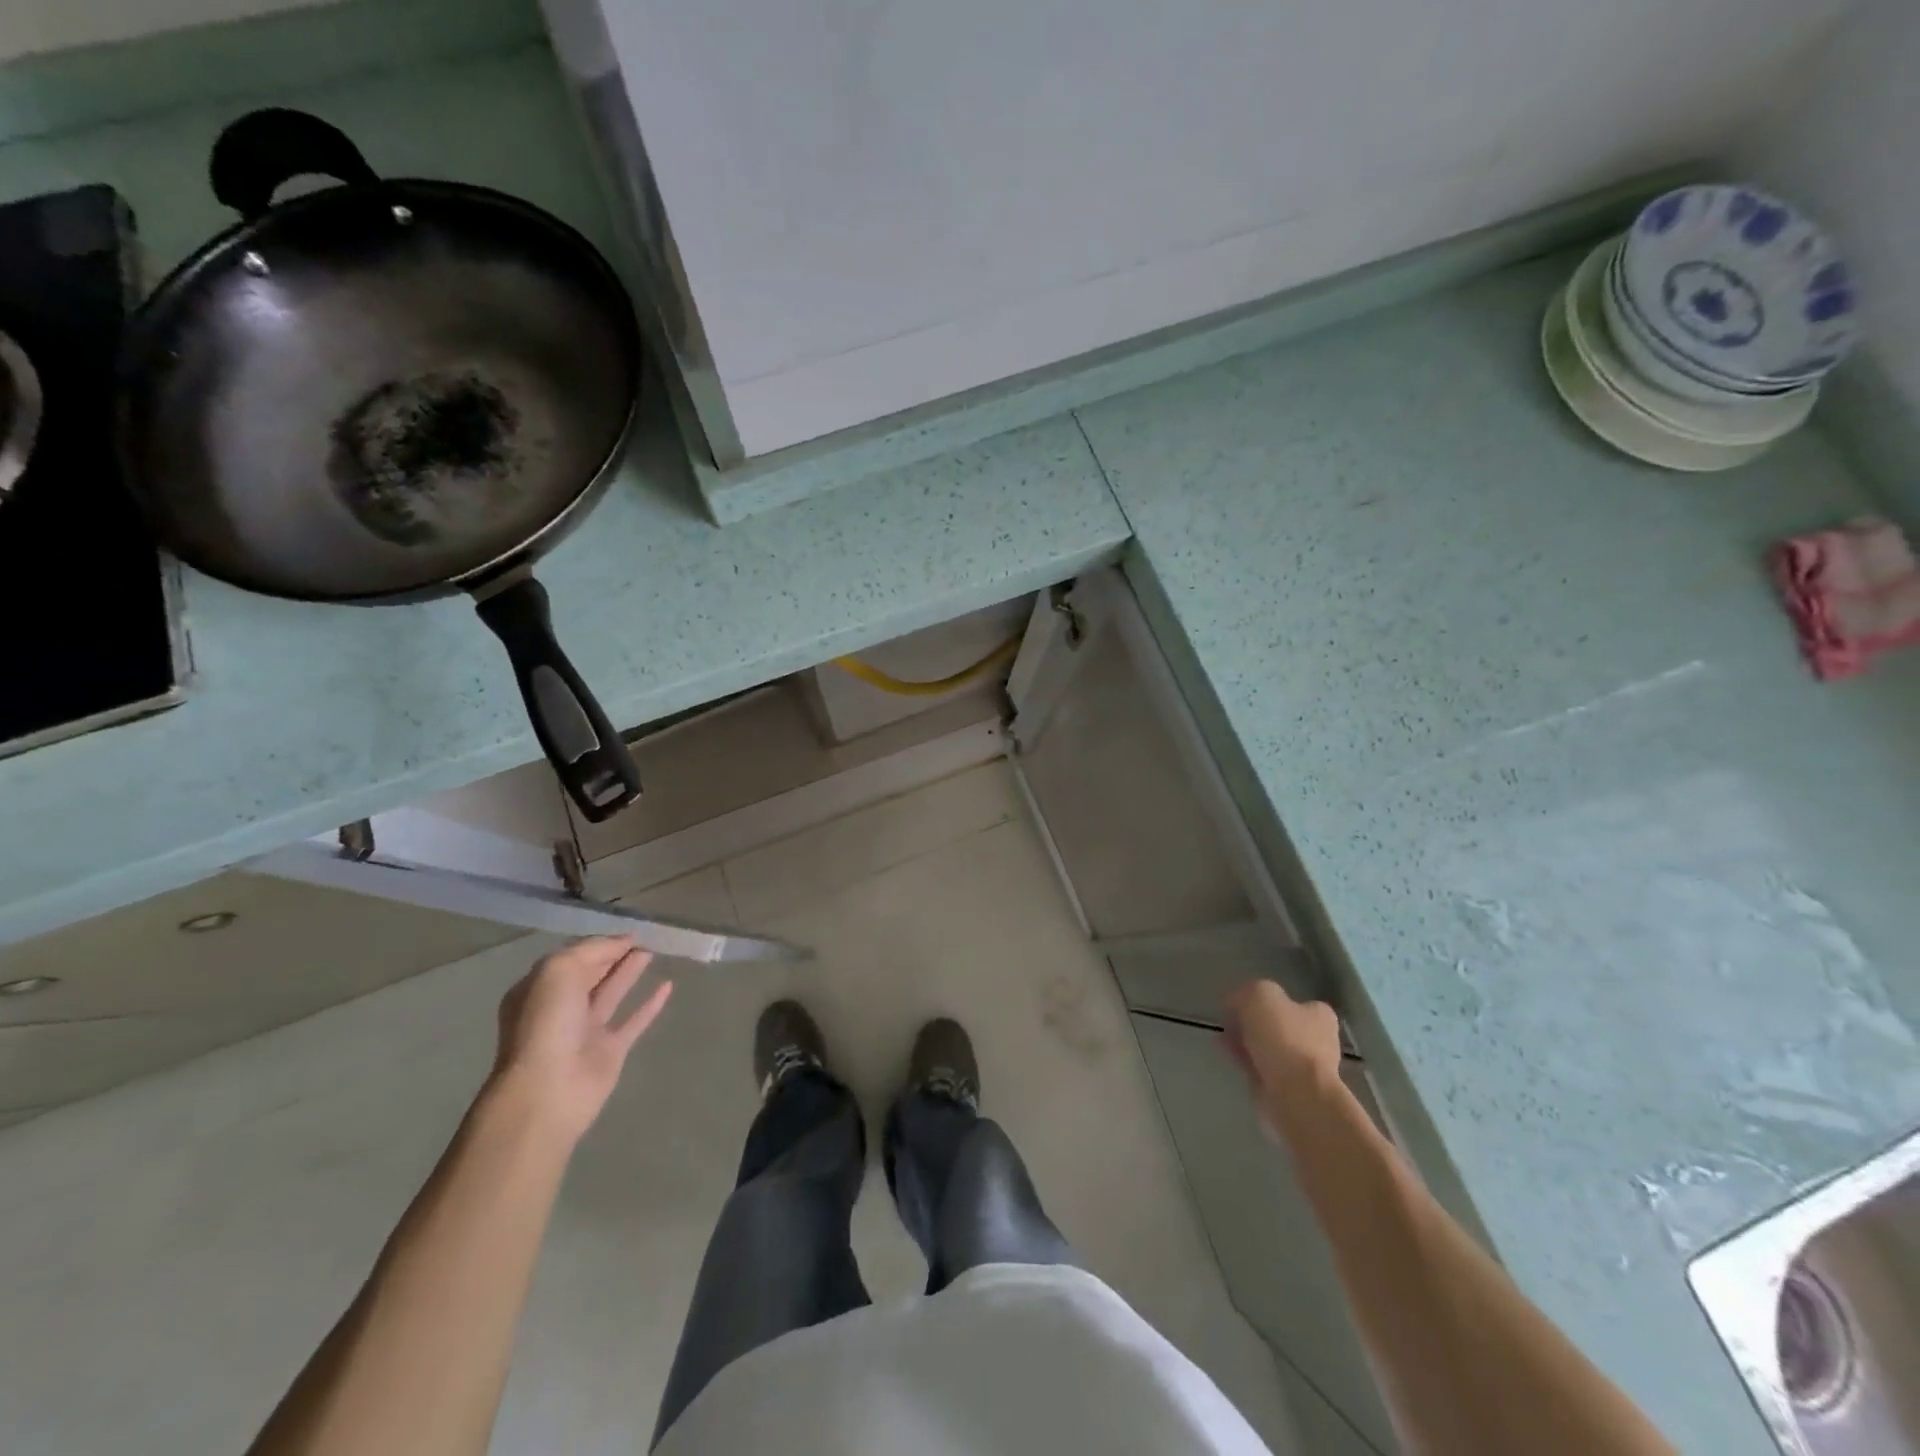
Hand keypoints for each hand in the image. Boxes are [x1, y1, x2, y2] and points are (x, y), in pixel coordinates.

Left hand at [487, 936, 672, 1141]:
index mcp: (539, 990)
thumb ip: (591, 950)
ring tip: (653, 951)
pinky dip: (650, 1004)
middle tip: (644, 938)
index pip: (572, 958)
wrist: (549, 1089)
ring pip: (612, 993)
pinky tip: (668, 987)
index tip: (627, 932)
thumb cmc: (546, 1024)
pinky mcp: (610, 1051)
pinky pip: (634, 1021)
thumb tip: (622, 942)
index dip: (599, 944)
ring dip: (630, 971)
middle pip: (591, 974)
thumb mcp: (558, 971)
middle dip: (614, 955)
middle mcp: (560, 1009)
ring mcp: (586, 1031)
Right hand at [1223, 980, 1342, 1115]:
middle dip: (1252, 1025)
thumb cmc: (1284, 1038)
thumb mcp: (1260, 995)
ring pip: (1269, 1050)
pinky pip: (1262, 1071)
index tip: (1241, 1005)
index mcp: (1319, 1016)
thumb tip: (1238, 1004)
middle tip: (1230, 1023)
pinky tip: (1229, 1058)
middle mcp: (1318, 1041)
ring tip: (1223, 1040)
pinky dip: (1246, 1064)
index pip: (1293, 1002)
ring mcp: (1305, 1069)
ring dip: (1247, 1045)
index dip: (1264, 1001)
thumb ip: (1248, 993)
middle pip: (1278, 1027)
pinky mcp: (1290, 1091)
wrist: (1296, 1094)